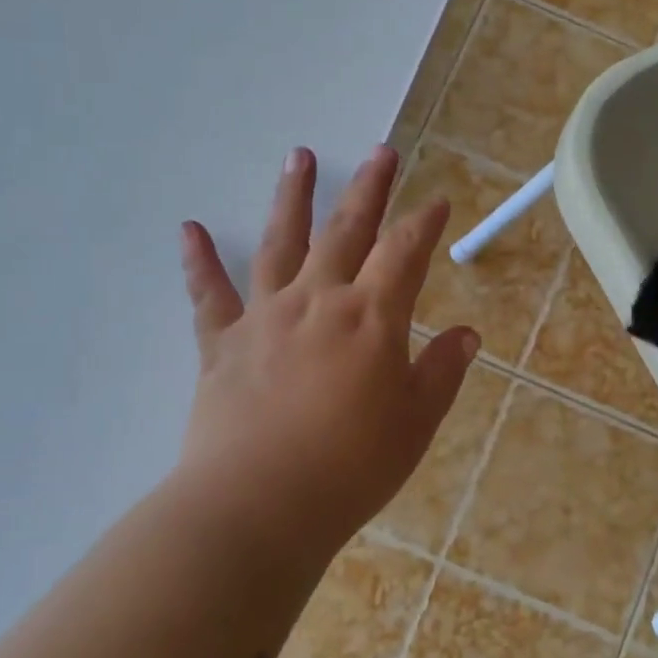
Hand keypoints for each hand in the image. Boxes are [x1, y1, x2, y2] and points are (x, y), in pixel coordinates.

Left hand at [176, 145, 477, 548]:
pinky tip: (190, 229)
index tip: (437, 201)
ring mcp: (266, 317)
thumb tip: (466, 335)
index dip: (424, 223)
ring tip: (299, 156)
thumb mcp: (415, 423)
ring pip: (281, 243)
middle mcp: (318, 300)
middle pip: (348, 230)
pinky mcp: (223, 344)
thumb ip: (441, 371)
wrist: (259, 505)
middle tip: (382, 152)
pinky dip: (199, 262)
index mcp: (371, 317)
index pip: (405, 253)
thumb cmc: (351, 467)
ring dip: (293, 198)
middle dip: (369, 189)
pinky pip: (209, 295)